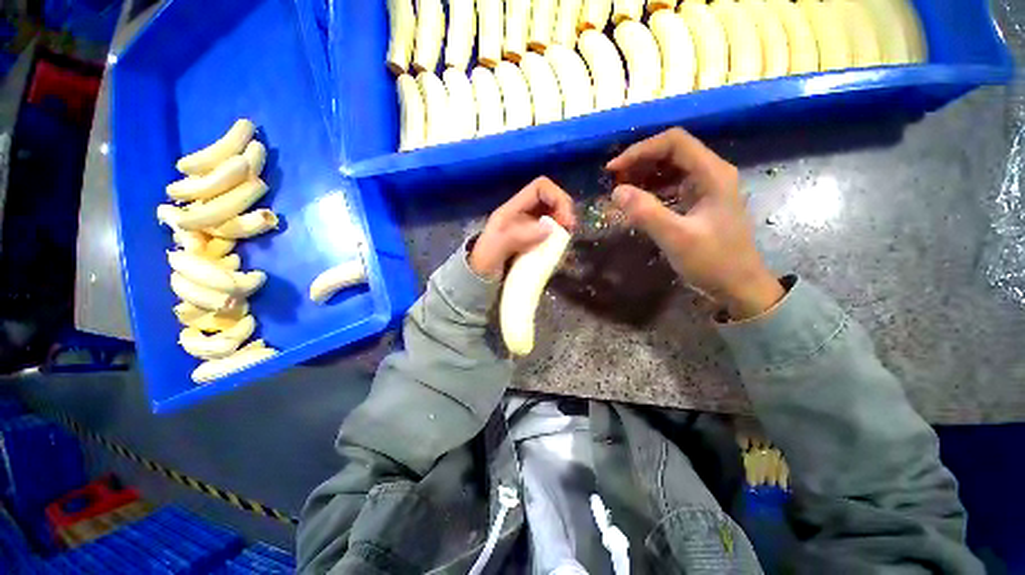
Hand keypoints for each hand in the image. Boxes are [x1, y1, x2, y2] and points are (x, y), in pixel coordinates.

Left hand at [470, 177, 575, 279]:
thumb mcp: (493, 250)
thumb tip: (548, 228)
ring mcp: (529, 230)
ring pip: (554, 218)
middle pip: (551, 200)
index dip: (557, 197)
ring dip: (564, 227)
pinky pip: (552, 236)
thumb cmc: (483, 265)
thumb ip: (515, 237)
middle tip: (570, 232)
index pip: (540, 187)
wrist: (479, 282)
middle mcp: (523, 215)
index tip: (565, 220)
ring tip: (566, 243)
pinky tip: (560, 253)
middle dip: (565, 212)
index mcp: (512, 210)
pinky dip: (560, 241)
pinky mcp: (534, 243)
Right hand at [606, 128, 782, 319]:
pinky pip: (670, 186)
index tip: (614, 170)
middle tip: (614, 181)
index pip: (674, 142)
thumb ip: (646, 212)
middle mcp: (710, 173)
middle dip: (639, 162)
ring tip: (621, 191)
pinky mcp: (698, 202)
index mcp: (712, 173)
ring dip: (643, 176)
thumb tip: (616, 191)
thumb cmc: (713, 261)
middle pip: (671, 152)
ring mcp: (705, 188)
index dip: (640, 150)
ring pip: (669, 168)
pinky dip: (650, 190)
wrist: (738, 286)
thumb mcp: (677, 238)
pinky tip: (636, 203)